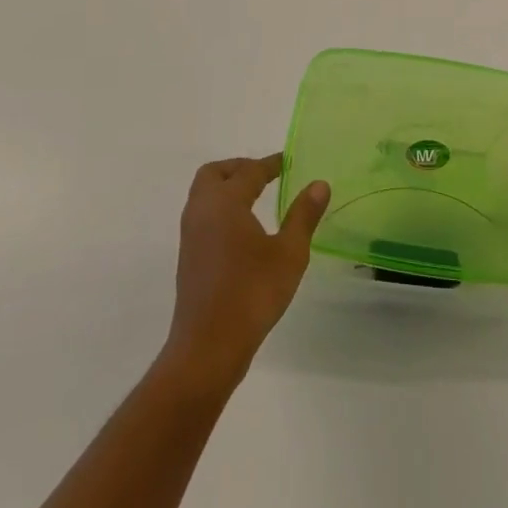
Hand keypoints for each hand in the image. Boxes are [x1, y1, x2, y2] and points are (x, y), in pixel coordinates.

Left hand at [163, 155, 329, 387]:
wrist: (208, 346)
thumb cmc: (252, 294)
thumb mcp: (289, 253)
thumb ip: (303, 215)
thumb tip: (319, 184)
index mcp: (225, 203)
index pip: (249, 171)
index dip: (270, 164)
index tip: (288, 161)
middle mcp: (202, 211)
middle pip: (214, 173)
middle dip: (239, 168)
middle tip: (266, 175)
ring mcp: (191, 235)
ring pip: (204, 195)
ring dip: (227, 187)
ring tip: (257, 198)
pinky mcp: (189, 256)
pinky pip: (203, 215)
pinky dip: (221, 208)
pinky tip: (242, 228)